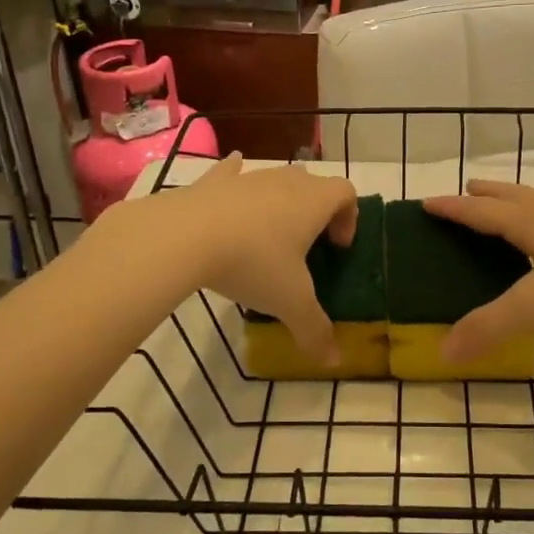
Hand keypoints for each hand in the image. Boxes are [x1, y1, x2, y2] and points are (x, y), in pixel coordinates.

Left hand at [102, 155, 357, 361]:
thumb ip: (315, 330)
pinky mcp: (212, 182)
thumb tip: (334, 361)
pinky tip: (231, 177)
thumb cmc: (252, 263)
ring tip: (267, 232)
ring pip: (274, 178)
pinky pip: (231, 172)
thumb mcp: (289, 303)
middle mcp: (285, 182)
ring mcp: (248, 178)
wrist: (184, 237)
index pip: (346, 193)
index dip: (348, 217)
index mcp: (313, 202)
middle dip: (315, 209)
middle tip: (305, 244)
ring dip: (279, 199)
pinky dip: (235, 176)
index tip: (337, 247)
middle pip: (313, 182)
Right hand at [422, 180, 533, 361]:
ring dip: (511, 202)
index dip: (451, 208)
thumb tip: (443, 352)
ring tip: (502, 212)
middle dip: (482, 194)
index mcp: (527, 221)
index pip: (478, 211)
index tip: (426, 202)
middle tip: (464, 193)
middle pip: (508, 194)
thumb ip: (491, 327)